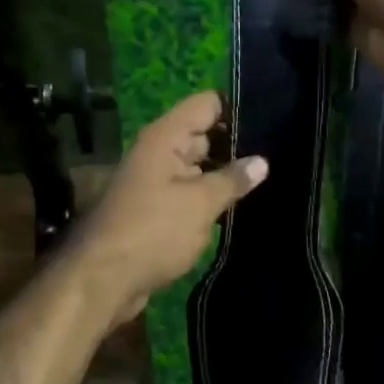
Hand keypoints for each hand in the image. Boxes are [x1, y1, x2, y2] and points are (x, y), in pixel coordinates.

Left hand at [66, 91, 266, 327]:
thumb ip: (232, 180)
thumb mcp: (200, 204)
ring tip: (271, 179)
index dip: (238, 108)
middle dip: (238, 144)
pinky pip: (191, 192)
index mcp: (165, 137)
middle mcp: (159, 151)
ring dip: (227, 174)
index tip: (273, 120)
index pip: (207, 104)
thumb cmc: (153, 231)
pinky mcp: (158, 208)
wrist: (104, 279)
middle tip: (280, 154)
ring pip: (200, 166)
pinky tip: (243, 206)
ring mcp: (157, 180)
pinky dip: (212, 197)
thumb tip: (262, 161)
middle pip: (205, 134)